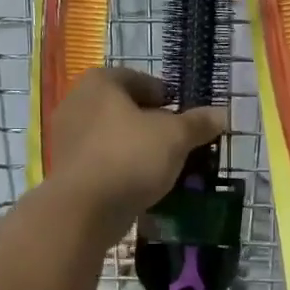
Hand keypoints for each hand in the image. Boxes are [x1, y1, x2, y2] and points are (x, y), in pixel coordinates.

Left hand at [48, 67, 226, 233]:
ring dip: (137, 148)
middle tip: (178, 140)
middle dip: (151, 123)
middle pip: (124, 109)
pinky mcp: (67, 170)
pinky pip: (102, 161)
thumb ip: (198, 123)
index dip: (165, 95)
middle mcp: (77, 103)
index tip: (183, 114)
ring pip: (113, 137)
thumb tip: (222, 114)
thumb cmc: (130, 157)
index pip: (139, 79)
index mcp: (100, 83)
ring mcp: (67, 138)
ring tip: (164, 165)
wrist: (83, 210)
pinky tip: (142, 184)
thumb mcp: (175, 137)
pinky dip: (122, 168)